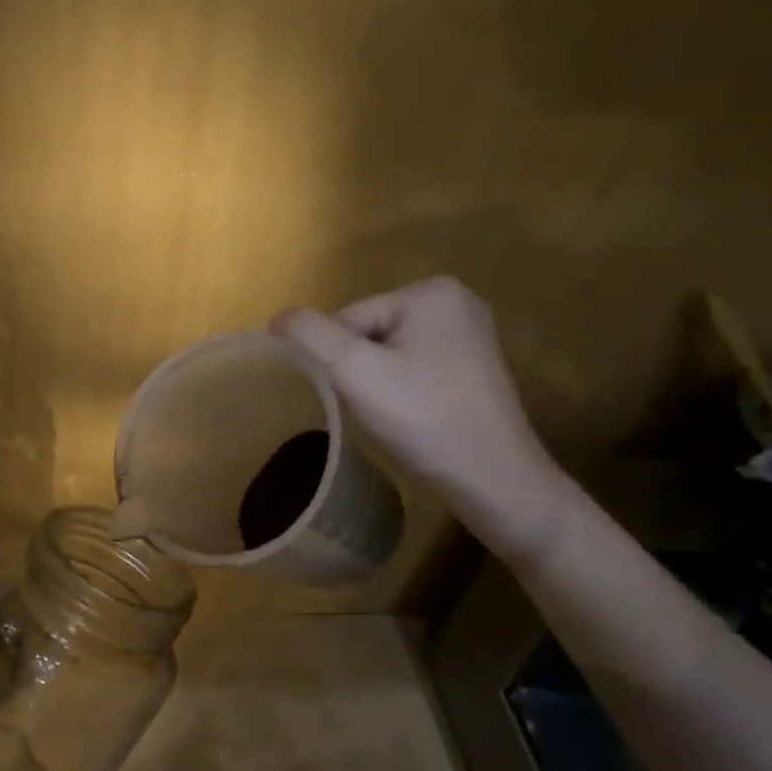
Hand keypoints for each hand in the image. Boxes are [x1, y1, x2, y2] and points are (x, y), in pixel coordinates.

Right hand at [272, 277, 569, 562]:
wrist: (493, 478)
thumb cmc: (422, 418)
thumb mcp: (354, 371)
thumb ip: (310, 335)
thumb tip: (278, 318)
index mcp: (430, 291)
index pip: (349, 318)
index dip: (338, 360)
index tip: (355, 396)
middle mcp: (456, 301)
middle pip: (368, 333)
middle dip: (359, 370)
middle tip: (374, 409)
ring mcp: (471, 335)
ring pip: (389, 353)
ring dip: (376, 383)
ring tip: (393, 415)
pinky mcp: (475, 367)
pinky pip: (414, 368)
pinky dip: (402, 391)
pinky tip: (412, 416)